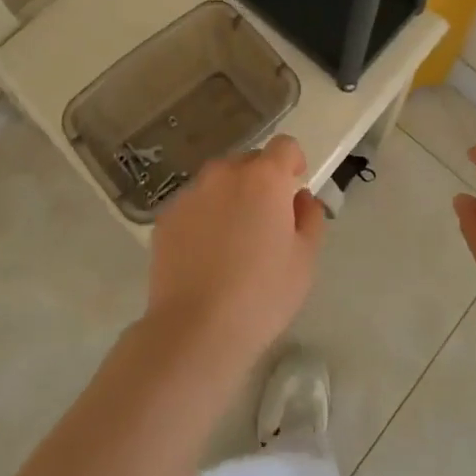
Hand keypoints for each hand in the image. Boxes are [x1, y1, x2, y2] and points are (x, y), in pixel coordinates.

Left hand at [146, 134, 324, 366]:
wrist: (196, 329)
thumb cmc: (262, 295)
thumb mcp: (305, 260)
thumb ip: (310, 218)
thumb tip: (300, 198)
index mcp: (264, 178)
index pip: (284, 146)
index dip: (293, 162)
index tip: (293, 188)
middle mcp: (224, 174)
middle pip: (249, 162)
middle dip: (261, 182)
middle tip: (265, 222)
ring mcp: (190, 193)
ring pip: (218, 183)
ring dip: (230, 198)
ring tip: (231, 242)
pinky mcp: (166, 217)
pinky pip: (194, 206)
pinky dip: (203, 218)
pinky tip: (204, 257)